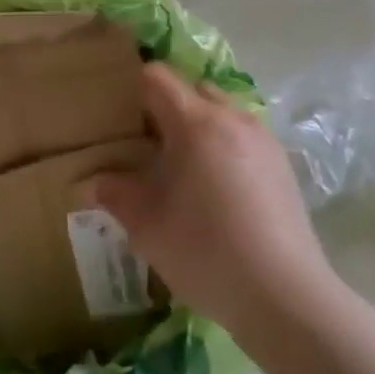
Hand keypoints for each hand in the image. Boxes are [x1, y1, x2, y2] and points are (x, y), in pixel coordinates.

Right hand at [91, 64, 331, 343]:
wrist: (283, 295)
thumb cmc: (204, 251)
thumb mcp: (146, 225)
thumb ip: (114, 194)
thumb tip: (91, 183)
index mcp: (196, 123)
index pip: (158, 78)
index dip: (134, 89)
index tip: (120, 118)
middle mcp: (233, 118)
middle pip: (193, 90)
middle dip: (168, 108)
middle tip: (148, 147)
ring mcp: (264, 140)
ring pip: (222, 113)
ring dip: (199, 128)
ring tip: (184, 171)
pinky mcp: (283, 165)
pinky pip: (244, 137)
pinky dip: (225, 147)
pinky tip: (218, 192)